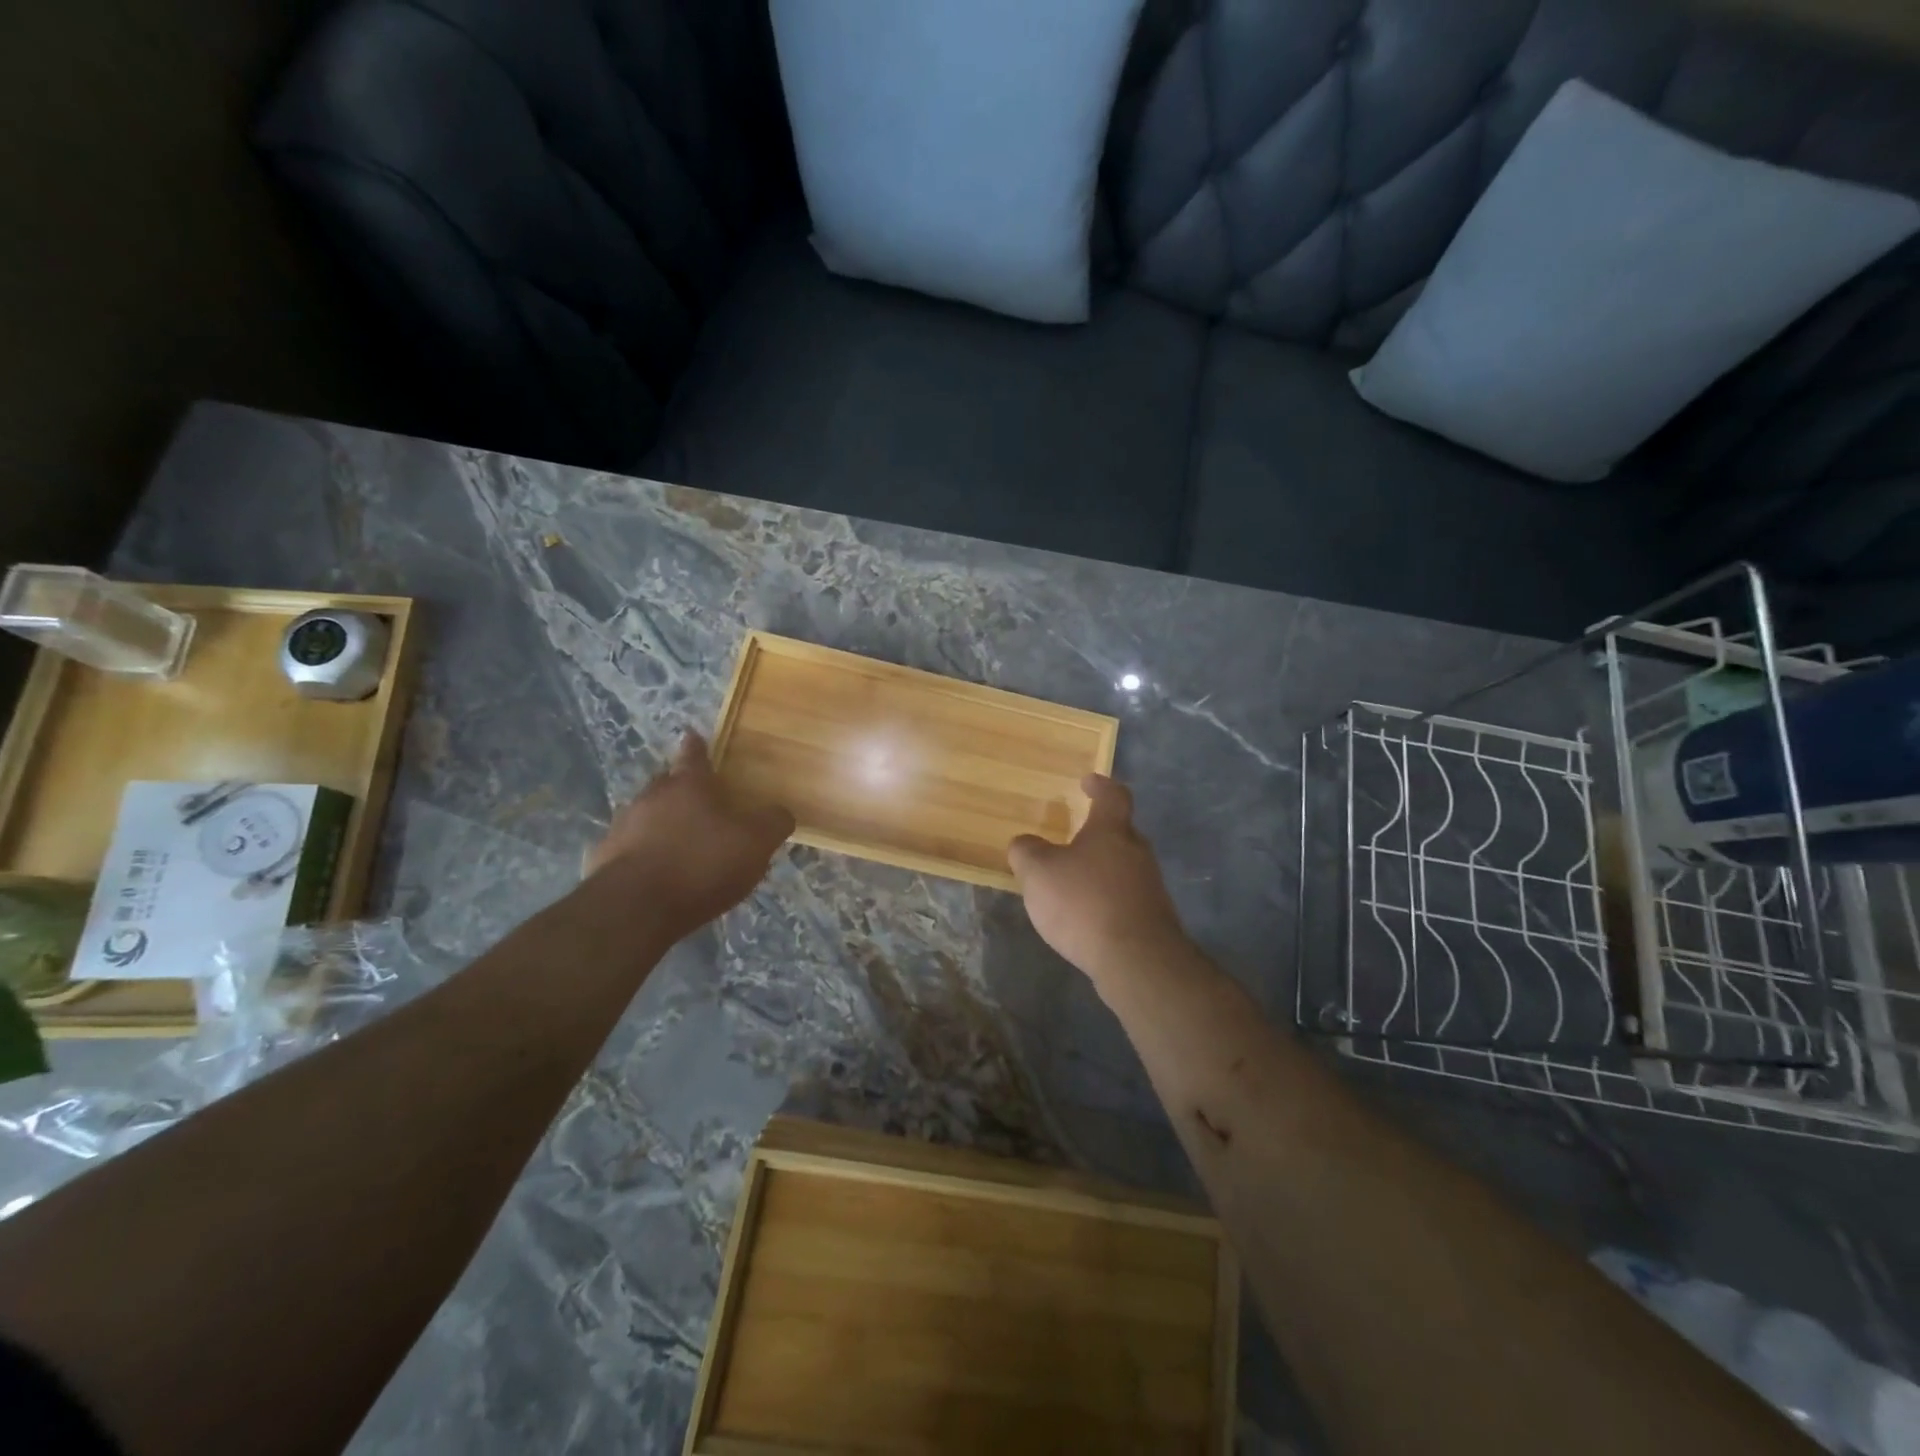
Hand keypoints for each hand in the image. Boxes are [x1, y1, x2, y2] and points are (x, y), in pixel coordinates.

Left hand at [584, 731, 794, 935]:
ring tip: (680, 842)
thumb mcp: (755, 844)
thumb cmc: (701, 864)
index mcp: (688, 785)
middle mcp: (651, 797)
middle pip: (667, 783)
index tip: (693, 735)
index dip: (697, 747)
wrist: (634, 908)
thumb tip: (781, 812)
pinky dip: (645, 853)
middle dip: (680, 787)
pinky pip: (631, 848)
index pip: (694, 756)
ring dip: (661, 823)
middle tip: (696, 798)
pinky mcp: (605, 859)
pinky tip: (658, 872)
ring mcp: (623, 827)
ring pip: (646, 815)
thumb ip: (773, 824)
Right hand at [1008, 774, 1186, 978]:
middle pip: (1121, 833)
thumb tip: (1025, 843)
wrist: (1136, 960)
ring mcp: (1150, 886)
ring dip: (1101, 870)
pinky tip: (1087, 917)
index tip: (1088, 782)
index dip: (1100, 786)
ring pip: (1124, 867)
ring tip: (1073, 883)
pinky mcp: (1153, 919)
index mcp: (1112, 831)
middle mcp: (1137, 852)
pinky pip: (1126, 898)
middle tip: (1074, 838)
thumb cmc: (1084, 902)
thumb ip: (1027, 851)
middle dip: (1098, 833)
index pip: (1113, 796)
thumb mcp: (1038, 872)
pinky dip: (1107, 900)